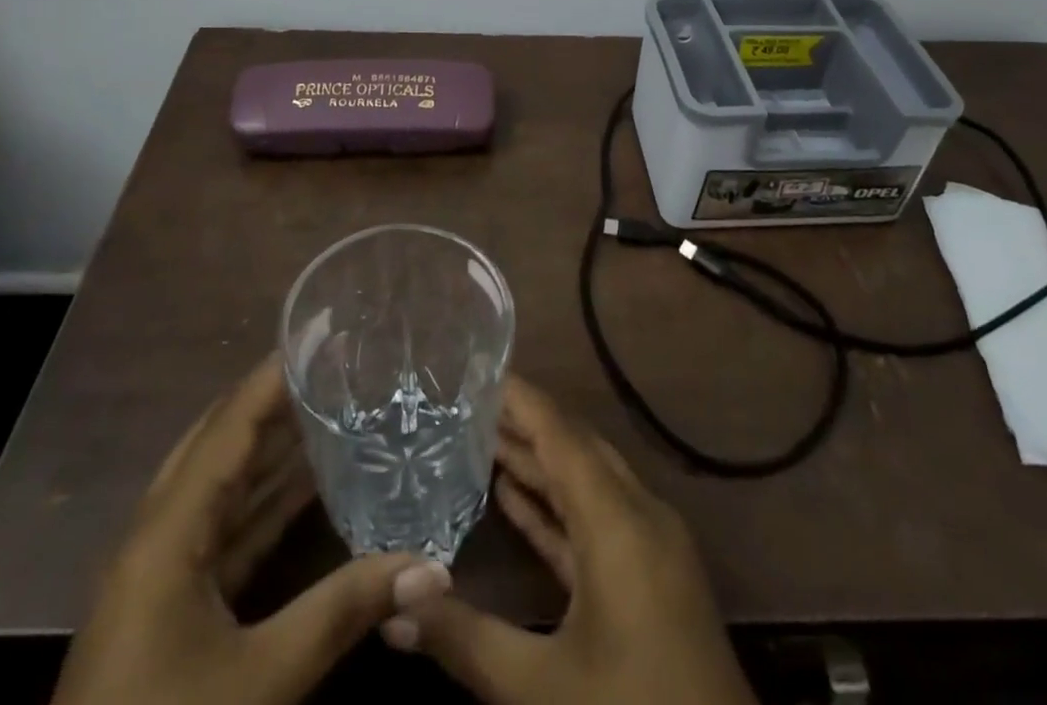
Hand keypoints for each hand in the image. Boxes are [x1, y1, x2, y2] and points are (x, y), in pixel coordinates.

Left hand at [54, 353, 451, 704]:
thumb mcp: (262, 679)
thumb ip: (345, 611)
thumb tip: (434, 568)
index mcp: (165, 532)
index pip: (229, 426)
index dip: (274, 376)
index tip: (320, 332)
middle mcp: (157, 536)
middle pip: (221, 445)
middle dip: (276, 402)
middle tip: (334, 366)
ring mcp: (158, 574)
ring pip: (222, 488)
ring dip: (273, 452)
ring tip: (332, 409)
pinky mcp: (167, 608)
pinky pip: (222, 531)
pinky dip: (264, 505)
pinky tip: (308, 489)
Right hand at [385, 376, 755, 704]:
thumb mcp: (542, 688)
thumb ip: (466, 640)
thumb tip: (394, 604)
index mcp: (619, 520)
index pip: (560, 434)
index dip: (520, 399)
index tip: (478, 372)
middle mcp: (639, 514)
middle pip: (575, 448)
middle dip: (523, 423)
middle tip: (466, 403)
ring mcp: (650, 546)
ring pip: (586, 483)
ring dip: (537, 462)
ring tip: (480, 439)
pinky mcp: (652, 576)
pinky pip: (596, 520)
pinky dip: (556, 506)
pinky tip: (514, 496)